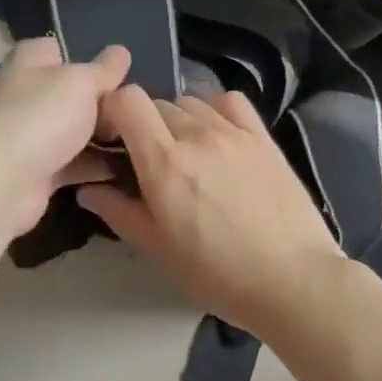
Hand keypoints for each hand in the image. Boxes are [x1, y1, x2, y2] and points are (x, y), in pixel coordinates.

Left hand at [0, 38, 131, 237]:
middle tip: (139, 106)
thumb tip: (121, 51)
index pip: (58, 48)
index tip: (120, 69)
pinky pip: (74, 163)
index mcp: (28, 62)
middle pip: (70, 91)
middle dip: (104, 99)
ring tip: (143, 136)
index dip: (88, 55)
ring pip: (74, 129)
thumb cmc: (39, 117)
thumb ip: (104, 69)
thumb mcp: (81, 82)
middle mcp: (25, 95)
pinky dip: (97, 166)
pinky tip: (131, 166)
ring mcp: (29, 135)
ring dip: (104, 136)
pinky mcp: (37, 172)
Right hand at [77, 86, 342, 339]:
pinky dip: (216, 110)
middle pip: (157, 103)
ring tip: (186, 152)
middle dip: (144, 124)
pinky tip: (218, 136)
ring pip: (191, 102)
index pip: (128, 100)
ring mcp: (234, 132)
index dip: (113, 111)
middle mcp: (197, 135)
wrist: (293, 280)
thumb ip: (119, 212)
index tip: (112, 137)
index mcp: (165, 163)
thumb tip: (88, 188)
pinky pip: (231, 102)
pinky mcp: (263, 136)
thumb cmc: (218, 274)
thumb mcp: (159, 250)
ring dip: (178, 119)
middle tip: (149, 160)